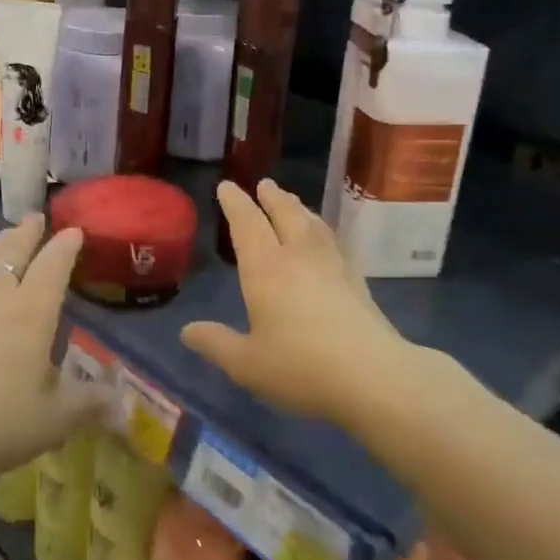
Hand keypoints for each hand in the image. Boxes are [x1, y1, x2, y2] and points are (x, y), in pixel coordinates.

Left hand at [0, 216, 101, 513]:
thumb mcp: (52, 420)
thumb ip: (88, 405)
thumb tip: (122, 405)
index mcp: (31, 310)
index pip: (53, 265)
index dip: (66, 246)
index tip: (74, 232)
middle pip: (13, 250)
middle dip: (28, 232)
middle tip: (36, 218)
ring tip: (4, 238)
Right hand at [181, 180, 424, 430]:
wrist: (373, 376)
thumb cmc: (300, 367)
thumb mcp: (247, 363)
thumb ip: (216, 344)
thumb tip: (187, 331)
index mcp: (265, 268)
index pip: (246, 223)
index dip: (235, 203)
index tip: (226, 186)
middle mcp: (297, 256)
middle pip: (285, 213)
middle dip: (271, 197)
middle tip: (264, 184)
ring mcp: (332, 265)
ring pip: (312, 224)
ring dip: (298, 207)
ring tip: (292, 202)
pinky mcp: (357, 280)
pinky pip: (334, 241)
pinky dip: (323, 230)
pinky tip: (326, 239)